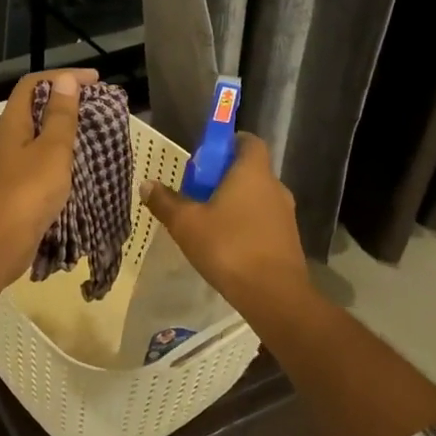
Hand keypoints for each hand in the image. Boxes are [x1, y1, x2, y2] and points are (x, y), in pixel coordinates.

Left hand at [0, 68, 98, 291]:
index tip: (96, 81)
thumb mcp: (52, 150)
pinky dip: (62, 160)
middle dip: (68, 104)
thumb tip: (63, 80)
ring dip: (67, 133)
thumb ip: (60, 116)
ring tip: (97, 136)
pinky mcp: (17, 190)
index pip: (34, 84)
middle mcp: (9, 140)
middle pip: (36, 110)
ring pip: (40, 139)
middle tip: (100, 109)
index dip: (63, 77)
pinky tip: (81, 169)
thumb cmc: (25, 193)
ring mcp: (11, 166)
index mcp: (13, 123)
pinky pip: (43, 164)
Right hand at [140, 133, 311, 317]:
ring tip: (206, 222)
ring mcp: (285, 214)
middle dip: (222, 177)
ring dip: (234, 202)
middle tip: (195, 193)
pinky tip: (225, 245)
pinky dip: (245, 223)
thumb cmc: (228, 247)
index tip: (203, 159)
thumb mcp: (186, 224)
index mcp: (252, 171)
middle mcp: (274, 186)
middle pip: (249, 169)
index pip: (248, 141)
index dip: (226, 144)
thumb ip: (165, 201)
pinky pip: (262, 220)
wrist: (273, 294)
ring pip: (256, 196)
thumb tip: (147, 184)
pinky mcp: (288, 239)